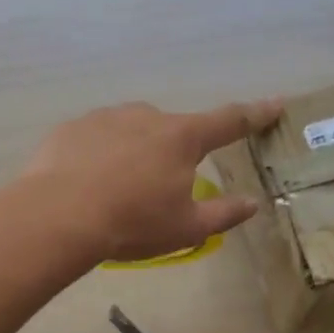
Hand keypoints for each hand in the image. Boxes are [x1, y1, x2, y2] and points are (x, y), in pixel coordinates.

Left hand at [24, 99, 281, 263]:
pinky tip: (87, 186)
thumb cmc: (132, 223)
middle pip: (173, 132)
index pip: (229, 121)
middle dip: (172, 155)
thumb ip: (224, 214)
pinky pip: (97, 139)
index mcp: (182, 138)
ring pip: (132, 133)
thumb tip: (253, 204)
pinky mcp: (73, 127)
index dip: (255, 114)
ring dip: (134, 155)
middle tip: (156, 194)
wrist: (58, 215)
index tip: (275, 103)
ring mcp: (106, 117)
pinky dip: (100, 157)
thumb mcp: (186, 228)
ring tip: (116, 194)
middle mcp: (147, 116)